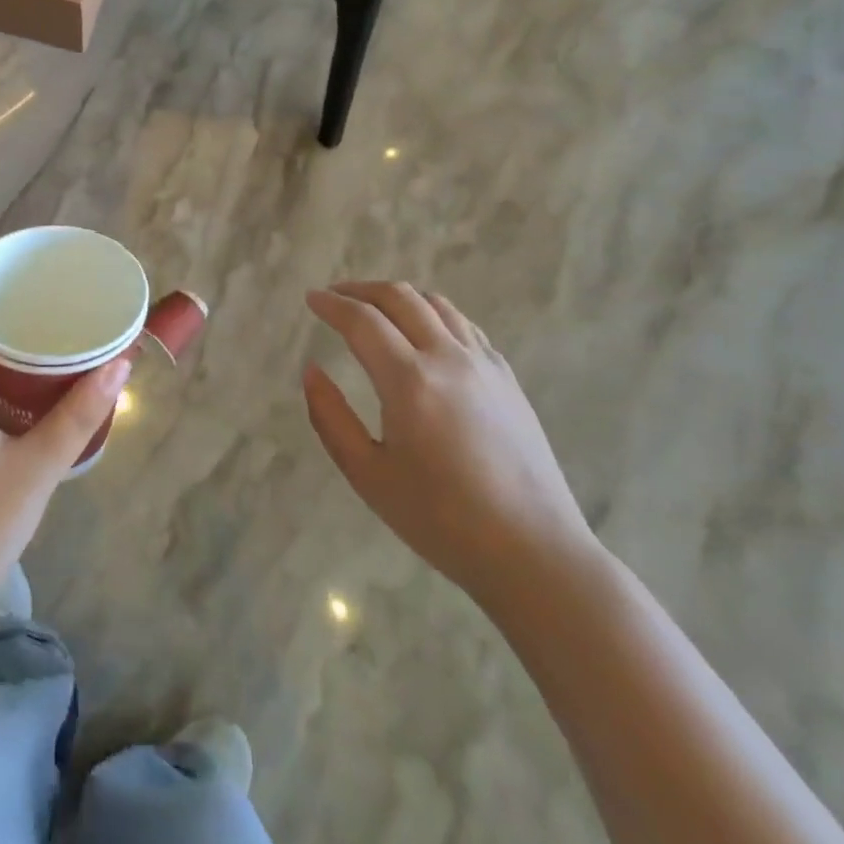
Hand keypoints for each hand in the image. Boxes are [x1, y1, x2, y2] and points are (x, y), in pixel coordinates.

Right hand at [303, 282, 595, 605]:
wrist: (533, 553)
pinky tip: (424, 334)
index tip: (310, 298)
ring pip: (436, 304)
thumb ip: (330, 418)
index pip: (362, 321)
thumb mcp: (368, 476)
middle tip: (335, 297)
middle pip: (399, 298)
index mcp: (409, 381)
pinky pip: (464, 326)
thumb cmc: (441, 521)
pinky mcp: (507, 379)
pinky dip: (433, 314)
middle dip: (360, 289)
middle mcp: (448, 358)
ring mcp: (484, 365)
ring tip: (375, 309)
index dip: (331, 304)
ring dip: (398, 297)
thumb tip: (311, 372)